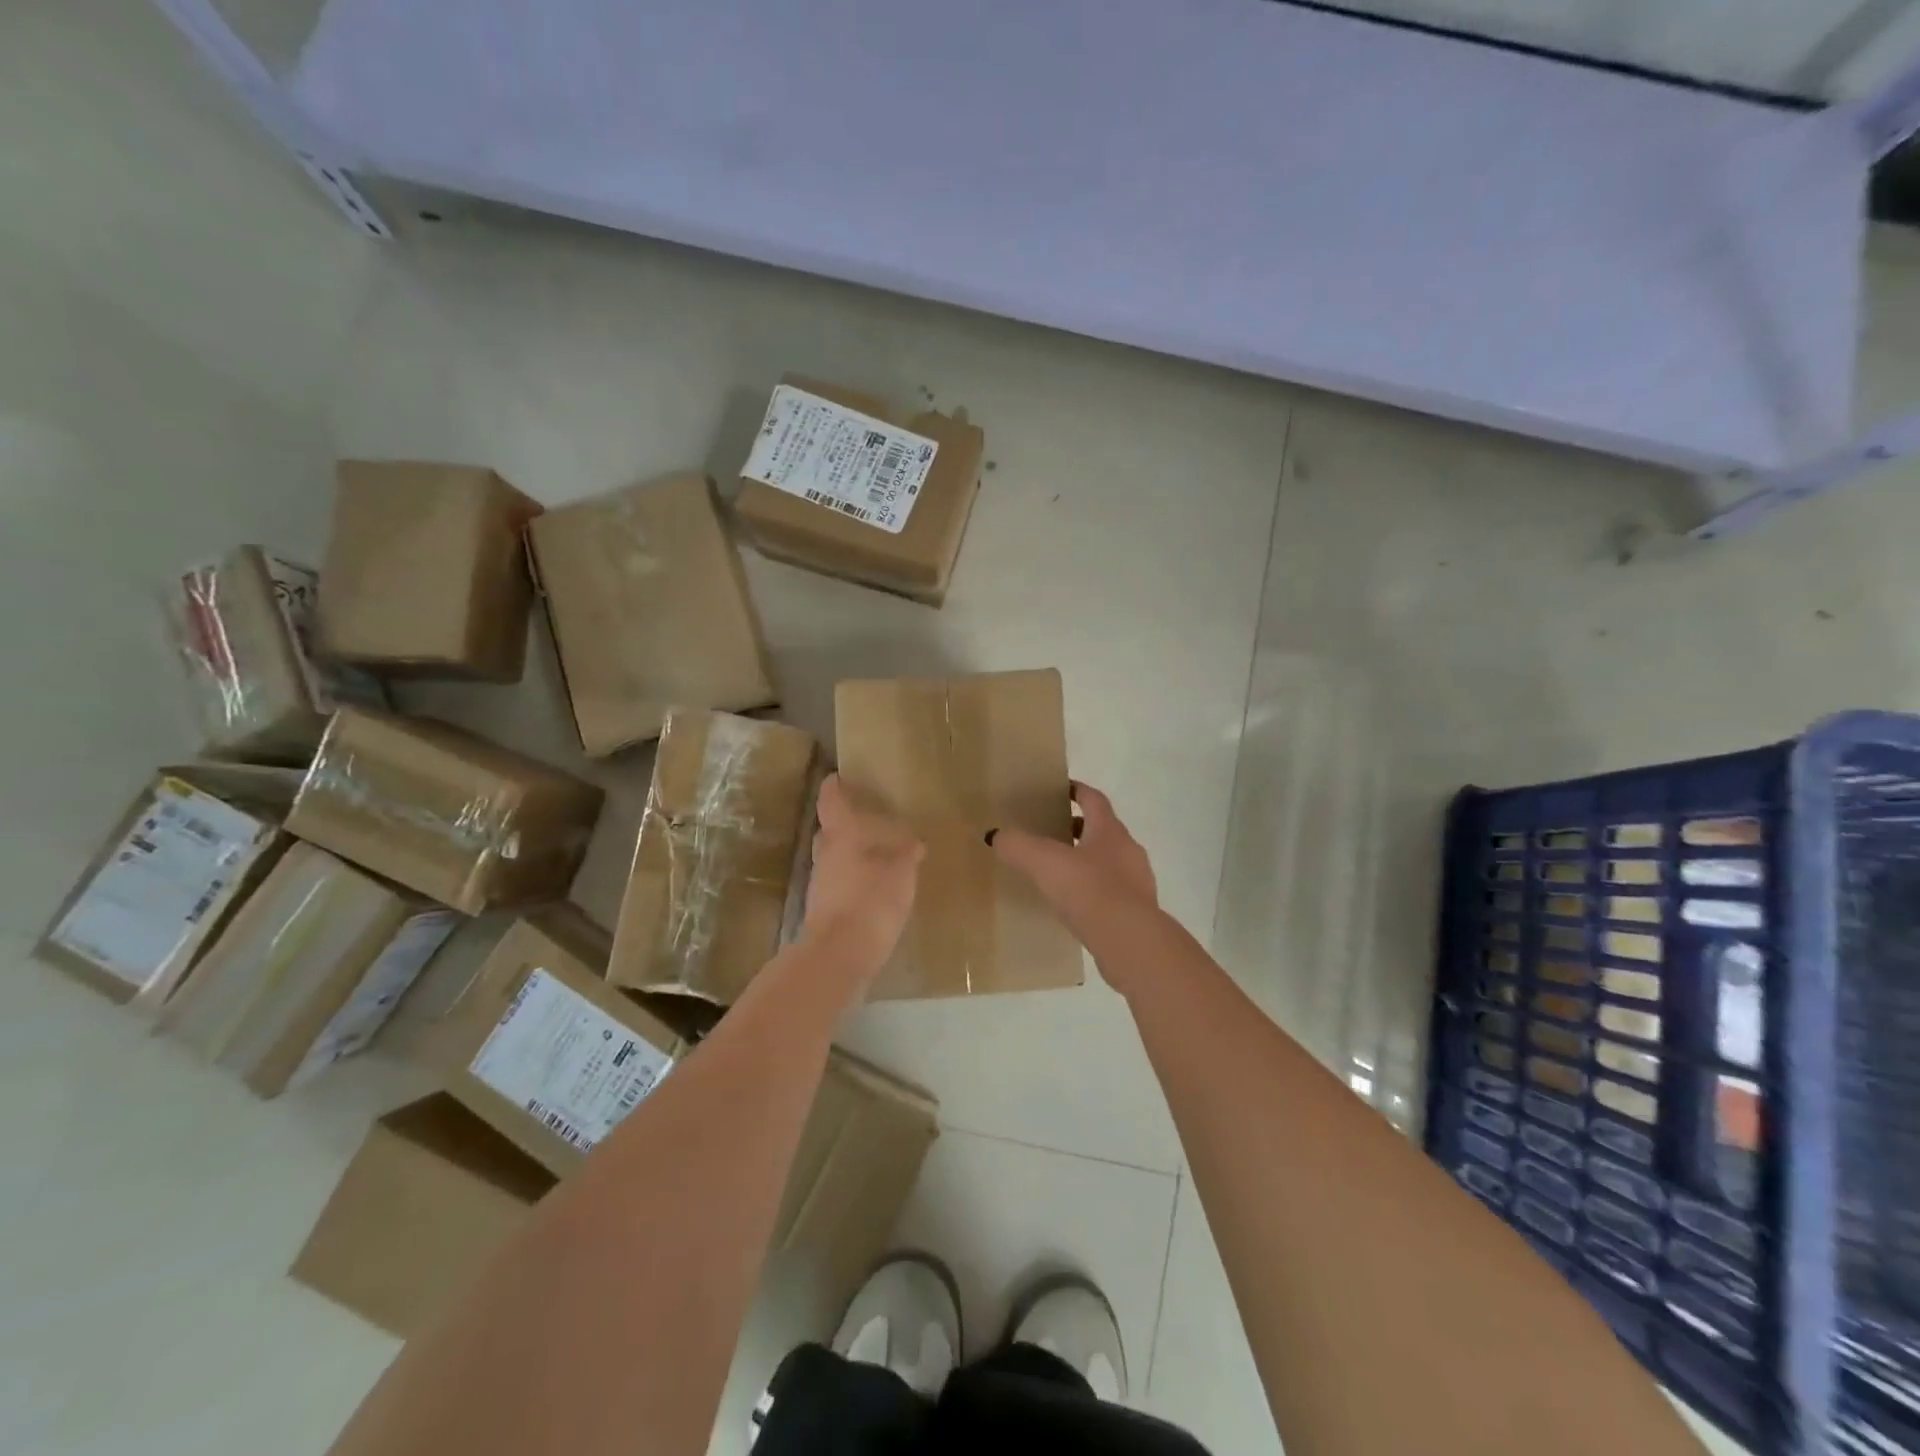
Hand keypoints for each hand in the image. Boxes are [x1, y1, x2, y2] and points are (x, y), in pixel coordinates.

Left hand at [800, 774, 924, 978]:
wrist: (838, 957)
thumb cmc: (869, 903)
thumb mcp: (900, 875)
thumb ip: (906, 856)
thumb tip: (913, 843)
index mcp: (840, 838)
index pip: (831, 803)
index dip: (834, 787)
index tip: (838, 776)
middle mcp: (825, 856)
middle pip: (829, 831)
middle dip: (844, 823)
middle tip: (865, 818)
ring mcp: (820, 885)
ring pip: (833, 859)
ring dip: (849, 853)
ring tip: (875, 853)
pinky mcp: (824, 910)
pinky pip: (838, 883)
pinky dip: (852, 878)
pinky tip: (872, 886)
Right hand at [989, 781, 1159, 971]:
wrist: (1130, 941)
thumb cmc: (1089, 890)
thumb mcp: (1044, 863)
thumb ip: (1018, 845)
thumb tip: (996, 835)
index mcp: (1109, 830)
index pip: (1094, 799)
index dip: (1077, 791)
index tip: (1061, 790)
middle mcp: (1128, 849)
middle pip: (1102, 829)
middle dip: (1078, 828)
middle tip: (1051, 834)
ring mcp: (1138, 881)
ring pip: (1110, 861)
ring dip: (1088, 860)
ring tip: (1060, 872)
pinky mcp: (1138, 911)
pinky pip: (1113, 891)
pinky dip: (1095, 890)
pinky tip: (1076, 904)